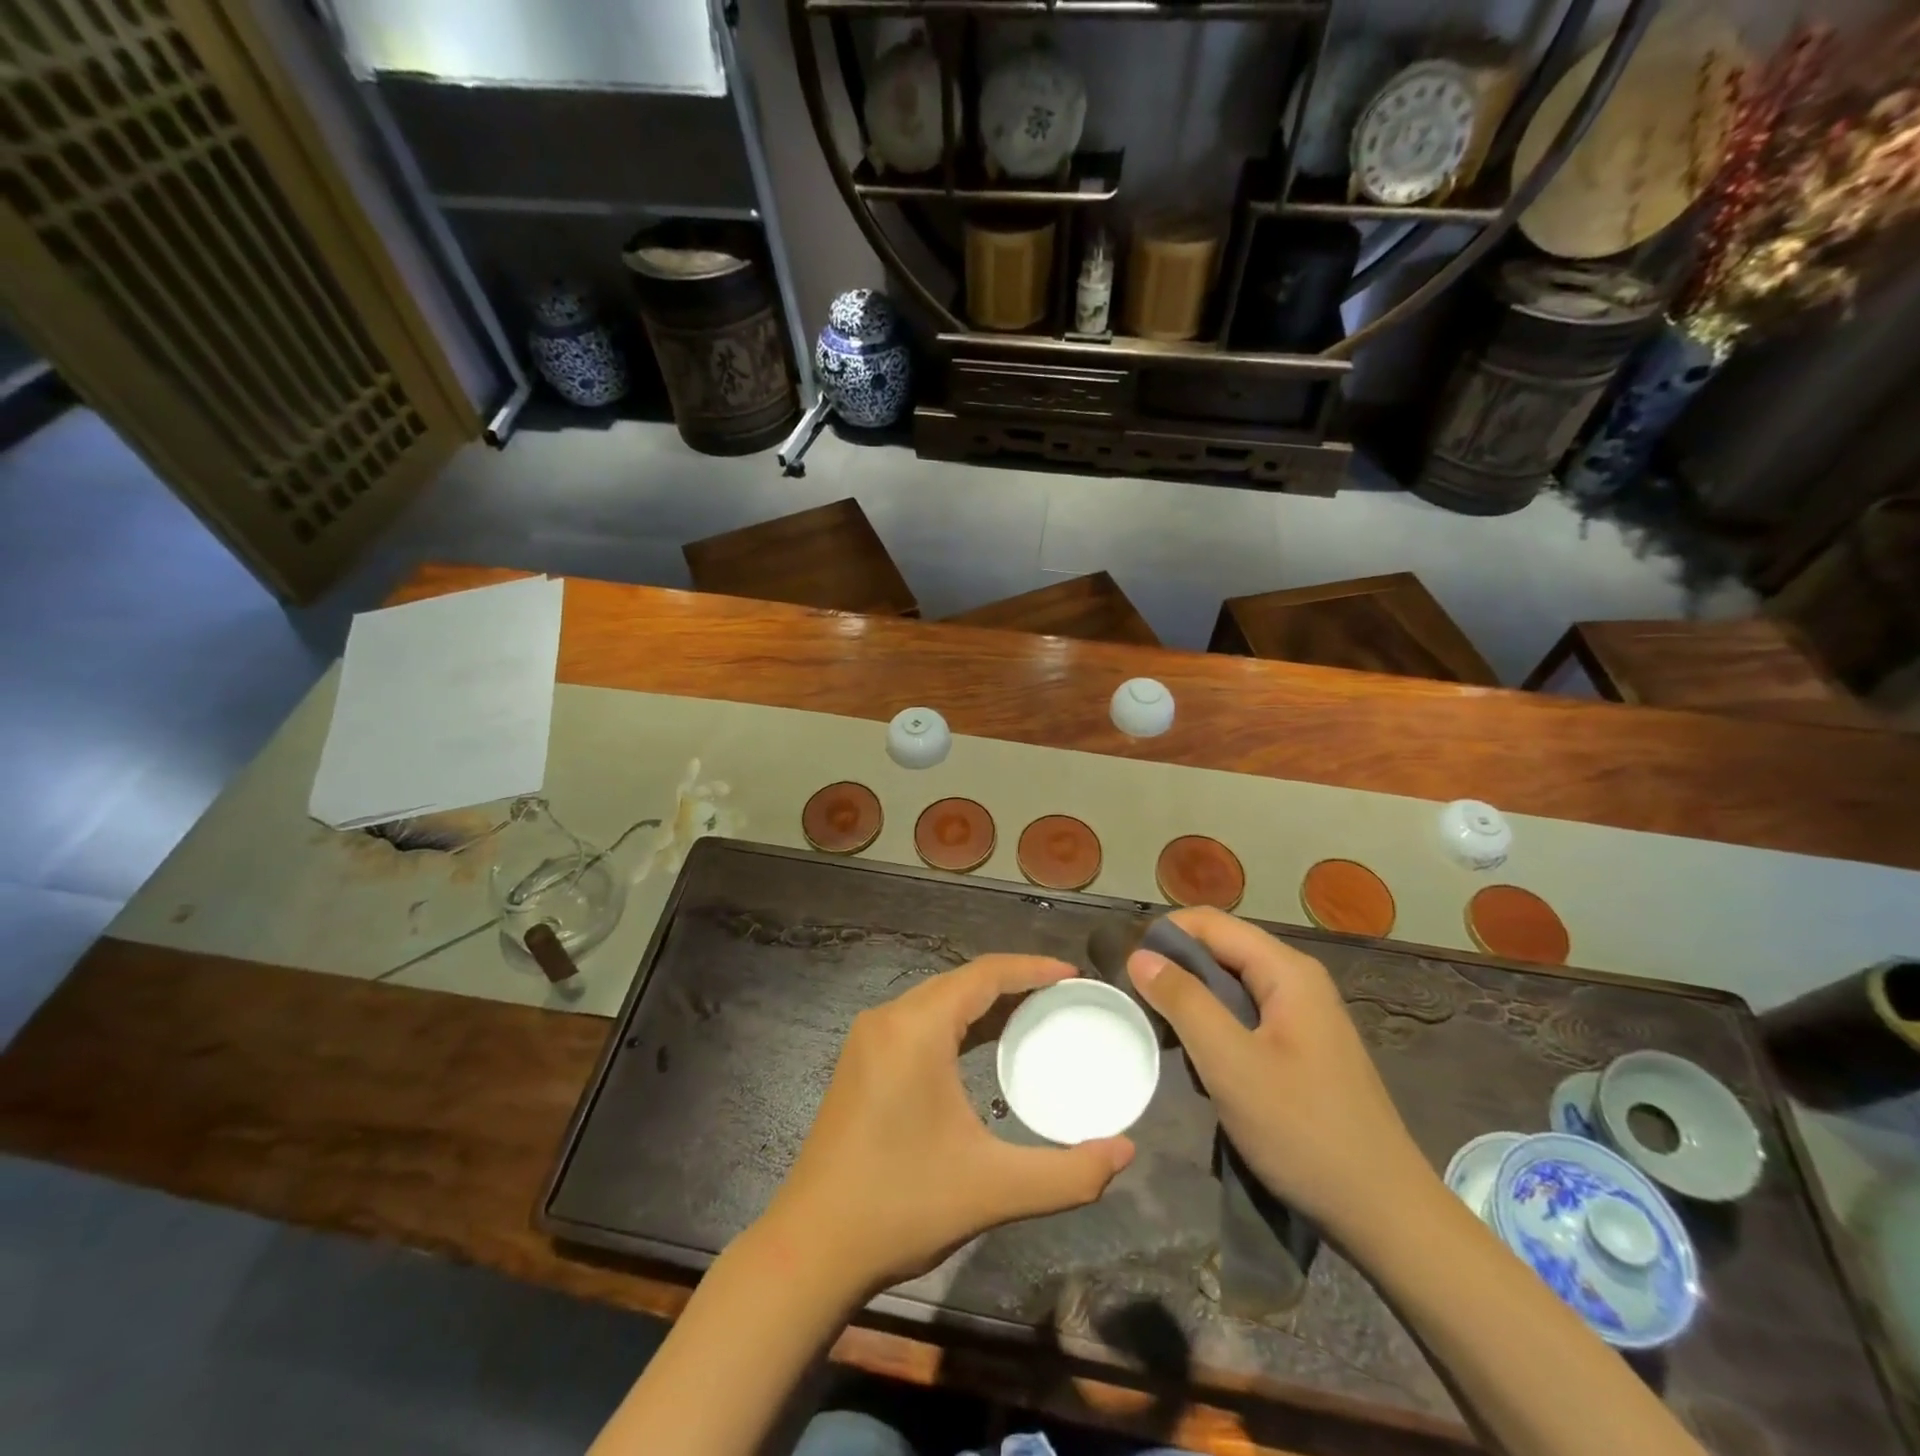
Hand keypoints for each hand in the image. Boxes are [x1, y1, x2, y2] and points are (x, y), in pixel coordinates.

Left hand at [760, 955, 1134, 1294]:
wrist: (812, 1247)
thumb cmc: (902, 1206)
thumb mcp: (994, 1189)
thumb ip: (1069, 1173)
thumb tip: (1126, 1151)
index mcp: (916, 1029)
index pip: (984, 975)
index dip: (1032, 969)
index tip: (1074, 975)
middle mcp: (889, 1018)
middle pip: (960, 982)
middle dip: (1013, 983)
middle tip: (1063, 998)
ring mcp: (869, 1038)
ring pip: (937, 1000)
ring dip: (983, 1002)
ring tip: (1033, 1015)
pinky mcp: (860, 1061)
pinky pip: (918, 1021)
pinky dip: (957, 1023)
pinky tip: (982, 1046)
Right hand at [1127, 908, 1433, 1243]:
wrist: (1384, 1215)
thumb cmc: (1304, 1131)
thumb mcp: (1231, 1063)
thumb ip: (1184, 1002)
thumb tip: (1140, 955)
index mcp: (1287, 970)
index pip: (1209, 923)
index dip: (1164, 937)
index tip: (1127, 972)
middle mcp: (1297, 980)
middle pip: (1220, 949)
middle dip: (1175, 971)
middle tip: (1139, 1008)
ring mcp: (1303, 1015)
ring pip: (1229, 985)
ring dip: (1192, 1002)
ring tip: (1164, 1037)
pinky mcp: (1301, 1047)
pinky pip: (1245, 1016)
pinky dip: (1214, 1027)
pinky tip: (1201, 1062)